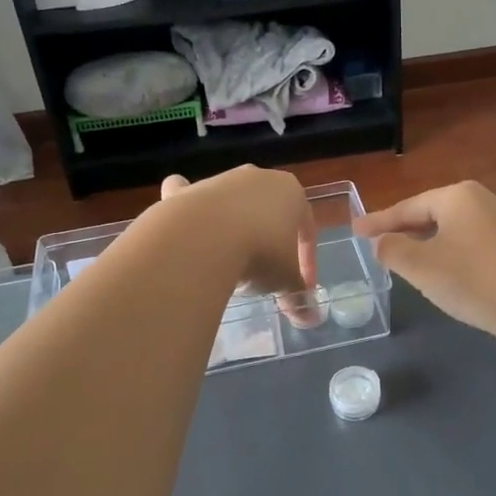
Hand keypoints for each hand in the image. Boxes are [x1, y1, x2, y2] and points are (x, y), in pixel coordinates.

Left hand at [158, 167, 317, 315]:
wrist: (201, 239)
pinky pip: (187, 195)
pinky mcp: (185, 191)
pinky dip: (186, 206)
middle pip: (268, 212)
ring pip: (231, 203)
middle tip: (264, 275)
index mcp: (291, 192)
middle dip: (268, 242)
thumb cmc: (259, 253)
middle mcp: (257, 178)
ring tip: (227, 265)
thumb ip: (298, 295)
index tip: (300, 289)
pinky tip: (186, 229)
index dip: (306, 262)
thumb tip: (310, 318)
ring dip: (232, 229)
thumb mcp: (284, 280)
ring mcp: (219, 181)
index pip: (306, 228)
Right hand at [354, 181, 495, 339]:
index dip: (379, 221)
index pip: (408, 207)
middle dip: (405, 230)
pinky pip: (473, 242)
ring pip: (454, 229)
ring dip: (429, 242)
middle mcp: (483, 199)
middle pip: (432, 214)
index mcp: (457, 196)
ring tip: (409, 259)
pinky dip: (452, 252)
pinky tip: (447, 271)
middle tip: (379, 244)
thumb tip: (382, 242)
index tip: (355, 231)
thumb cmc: (472, 279)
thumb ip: (392, 249)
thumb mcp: (420, 266)